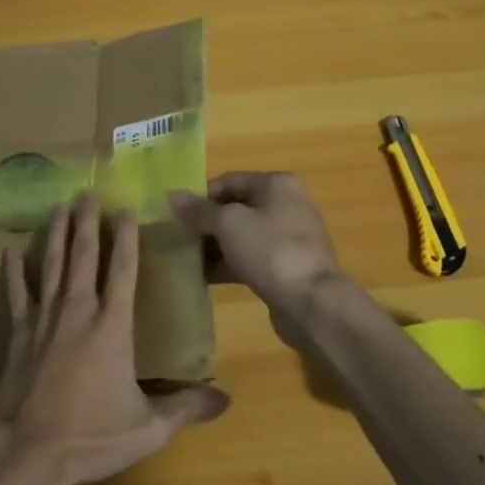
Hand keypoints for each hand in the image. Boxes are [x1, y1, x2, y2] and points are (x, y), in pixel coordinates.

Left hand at [0, 192, 228, 484]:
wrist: (26, 452)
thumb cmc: (90, 436)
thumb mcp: (147, 428)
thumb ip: (185, 408)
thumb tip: (227, 398)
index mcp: (112, 326)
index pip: (122, 270)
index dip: (126, 237)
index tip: (126, 208)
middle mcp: (79, 311)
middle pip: (83, 256)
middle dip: (87, 222)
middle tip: (87, 192)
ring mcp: (45, 319)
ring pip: (52, 265)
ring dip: (55, 234)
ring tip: (57, 207)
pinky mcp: (19, 333)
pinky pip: (16, 294)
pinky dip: (14, 273)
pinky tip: (9, 252)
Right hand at [170, 172, 346, 332]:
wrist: (312, 303)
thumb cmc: (270, 250)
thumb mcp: (228, 224)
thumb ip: (199, 210)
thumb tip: (173, 196)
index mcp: (276, 184)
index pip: (229, 181)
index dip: (200, 196)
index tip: (175, 214)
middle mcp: (286, 204)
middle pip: (236, 208)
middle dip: (206, 223)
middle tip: (178, 238)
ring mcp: (289, 238)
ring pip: (242, 236)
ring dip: (215, 246)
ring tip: (186, 259)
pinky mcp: (287, 267)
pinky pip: (251, 258)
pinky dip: (229, 264)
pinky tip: (204, 277)